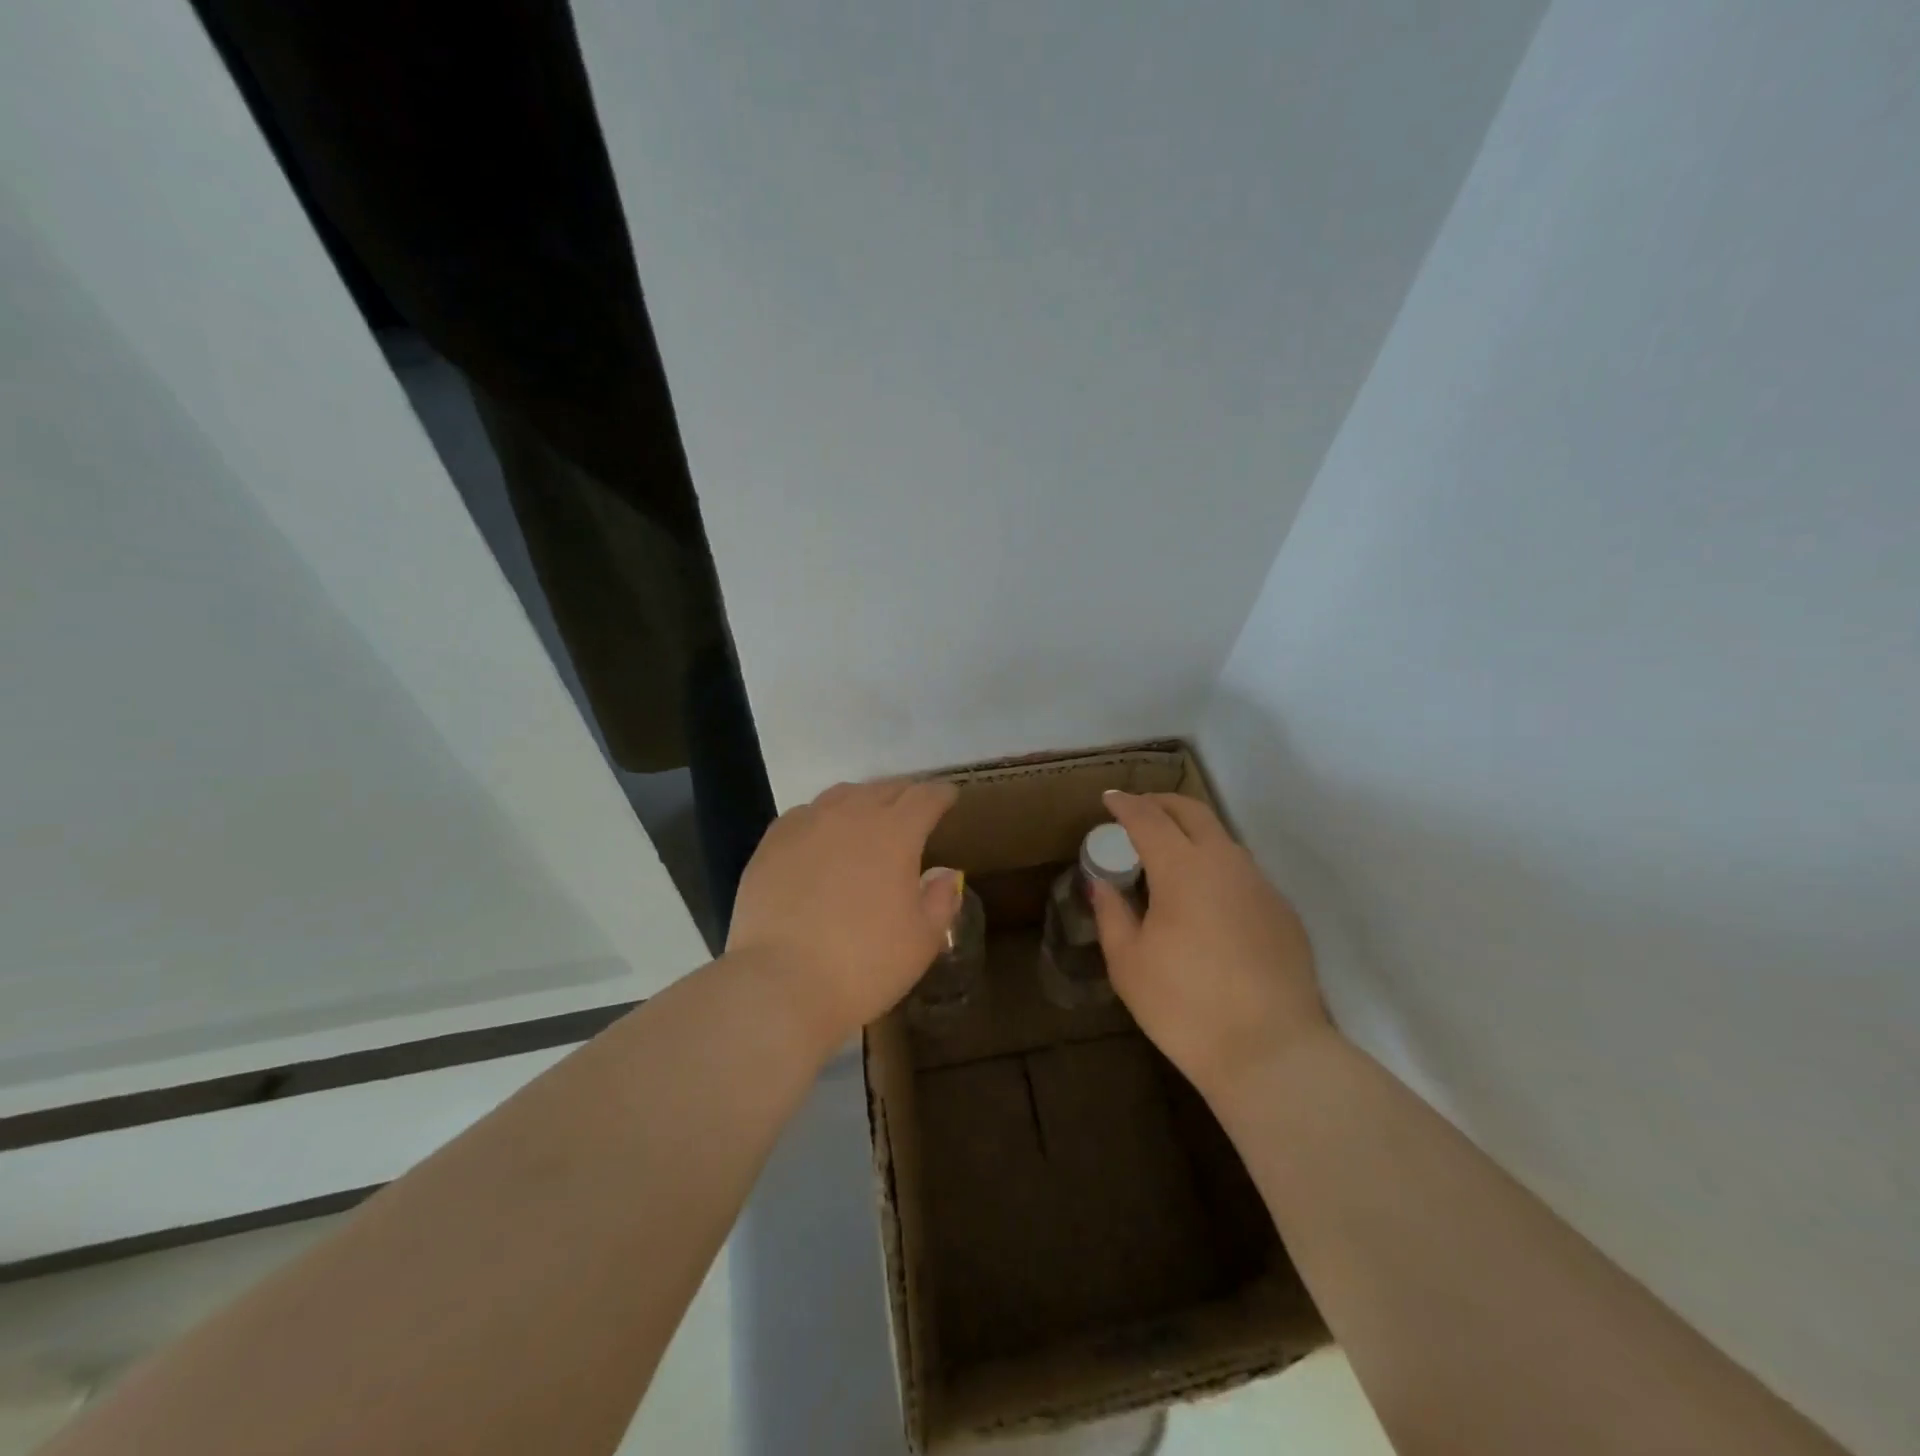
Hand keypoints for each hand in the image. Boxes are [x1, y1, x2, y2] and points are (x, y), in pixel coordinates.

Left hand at [727, 778, 962, 1050]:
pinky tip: (822, 836)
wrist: (781, 983)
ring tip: (869, 816)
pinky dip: (824, 817)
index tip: (949, 798)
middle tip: (914, 808)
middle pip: (885, 789)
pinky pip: (806, 814)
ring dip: (864, 800)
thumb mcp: (922, 940)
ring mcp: (807, 824)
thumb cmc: (865, 964)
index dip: (942, 794)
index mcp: (896, 832)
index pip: (926, 796)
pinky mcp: (772, 842)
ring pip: (842, 795)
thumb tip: (945, 873)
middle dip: (905, 794)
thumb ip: (941, 899)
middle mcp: (852, 815)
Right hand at [1091, 791, 1331, 1099]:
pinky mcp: (1283, 911)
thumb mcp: (1129, 963)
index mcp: (1182, 868)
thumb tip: (1102, 884)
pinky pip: (1242, 872)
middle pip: (1193, 812)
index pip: (1148, 818)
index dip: (1125, 805)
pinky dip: (1216, 866)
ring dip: (1192, 834)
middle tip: (1139, 811)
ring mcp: (1260, 885)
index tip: (1109, 800)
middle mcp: (1225, 862)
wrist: (1272, 1052)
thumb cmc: (1185, 1006)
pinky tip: (1206, 899)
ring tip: (1169, 855)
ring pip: (1223, 839)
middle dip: (1162, 803)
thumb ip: (1112, 913)